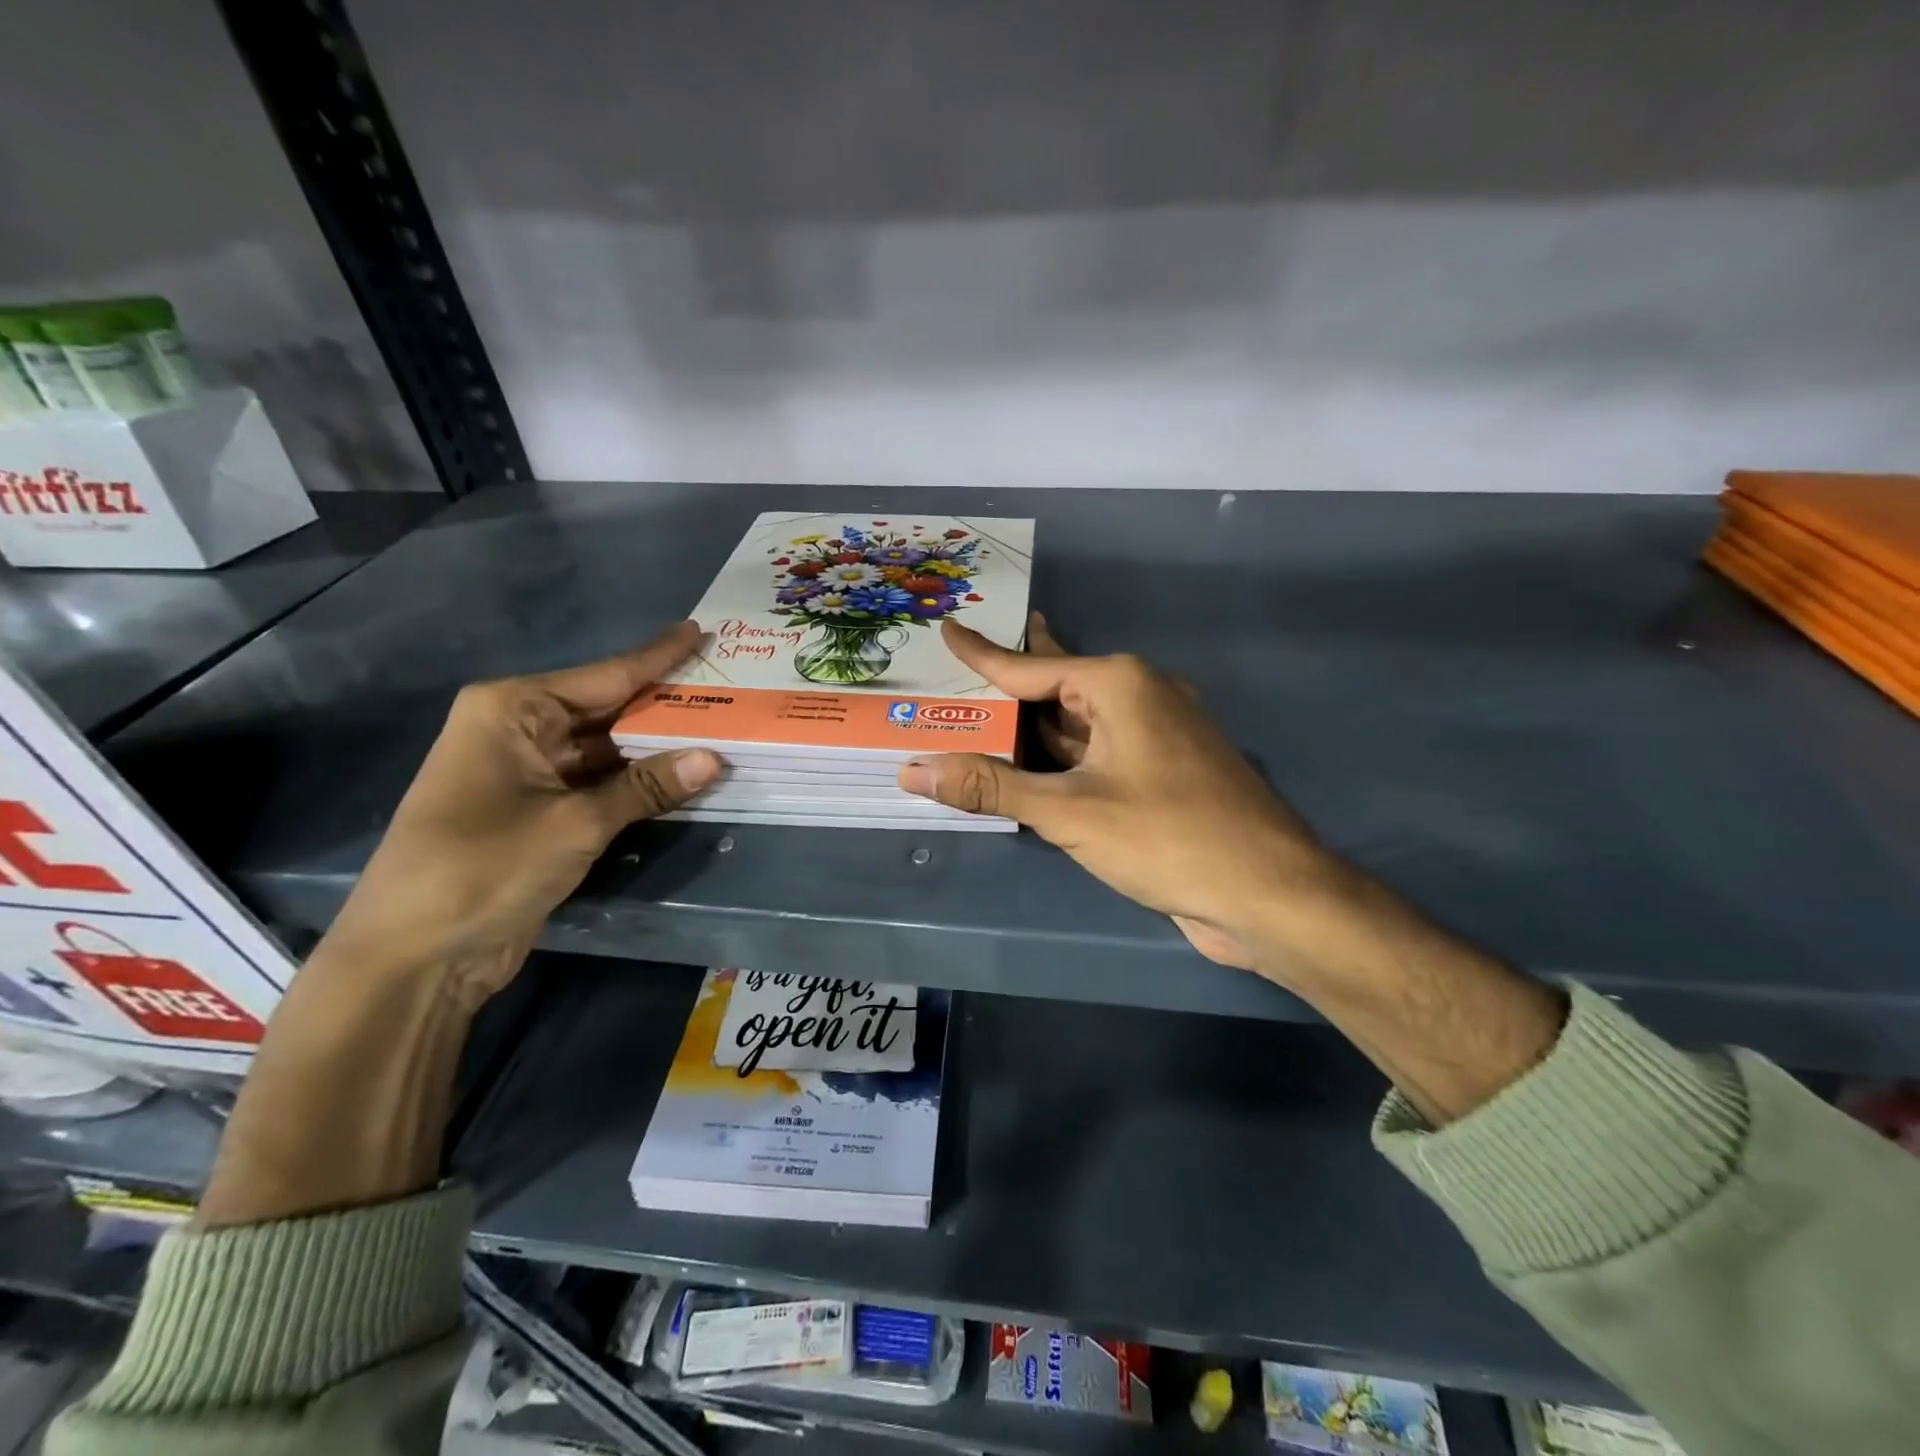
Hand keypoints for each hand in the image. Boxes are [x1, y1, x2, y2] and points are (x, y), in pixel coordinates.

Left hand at [324, 621, 721, 1002]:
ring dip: (657, 751)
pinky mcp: (540, 811)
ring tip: (722, 732)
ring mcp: (530, 772)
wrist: (415, 957)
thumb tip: (715, 757)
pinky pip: (602, 785)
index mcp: (513, 710)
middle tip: (728, 691)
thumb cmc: (483, 868)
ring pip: (609, 751)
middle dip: (666, 707)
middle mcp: (520, 730)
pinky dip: (639, 784)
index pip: (605, 675)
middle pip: (610, 711)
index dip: (658, 657)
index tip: (699, 630)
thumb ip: (647, 787)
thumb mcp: (575, 823)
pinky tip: (684, 778)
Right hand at [898, 614, 1344, 974]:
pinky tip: (1030, 768)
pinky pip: (1098, 754)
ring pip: (1078, 724)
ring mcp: (1156, 736)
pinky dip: (1061, 760)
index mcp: (1120, 684)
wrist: (1269, 894)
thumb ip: (991, 788)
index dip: (982, 653)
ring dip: (1032, 729)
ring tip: (979, 719)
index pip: (1030, 665)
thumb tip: (913, 769)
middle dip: (1008, 686)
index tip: (949, 629)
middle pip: (1056, 687)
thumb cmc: (1168, 836)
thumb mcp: (1069, 811)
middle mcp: (1140, 697)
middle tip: (957, 672)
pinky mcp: (1163, 774)